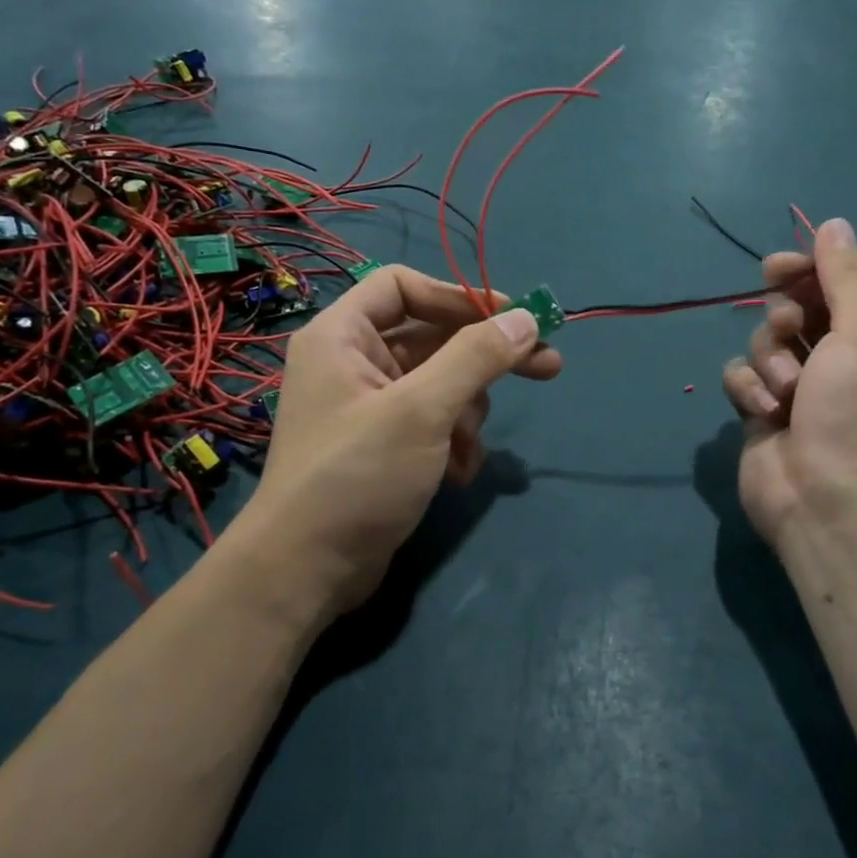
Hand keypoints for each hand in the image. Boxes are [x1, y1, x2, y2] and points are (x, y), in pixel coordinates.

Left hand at [244, 266, 559, 618]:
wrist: (307, 571)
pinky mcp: (384, 445)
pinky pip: (433, 422)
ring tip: (466, 450)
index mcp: (342, 336)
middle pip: (433, 337)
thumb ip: (476, 357)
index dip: (458, 296)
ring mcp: (369, 407)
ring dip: (467, 414)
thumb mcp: (422, 410)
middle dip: (486, 359)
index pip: (404, 286)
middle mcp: (353, 363)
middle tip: (549, 366)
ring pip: (441, 384)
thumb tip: (526, 319)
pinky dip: (453, 442)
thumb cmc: (357, 475)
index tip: (511, 318)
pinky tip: (458, 475)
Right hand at [722, 217, 856, 549]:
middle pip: (797, 308)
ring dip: (770, 359)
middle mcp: (845, 360)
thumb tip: (834, 223)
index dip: (808, 269)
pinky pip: (742, 377)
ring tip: (787, 392)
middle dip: (786, 317)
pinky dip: (749, 389)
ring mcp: (802, 388)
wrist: (829, 502)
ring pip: (764, 341)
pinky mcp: (765, 412)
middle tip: (790, 325)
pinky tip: (764, 412)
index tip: (779, 267)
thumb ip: (847, 274)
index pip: (842, 284)